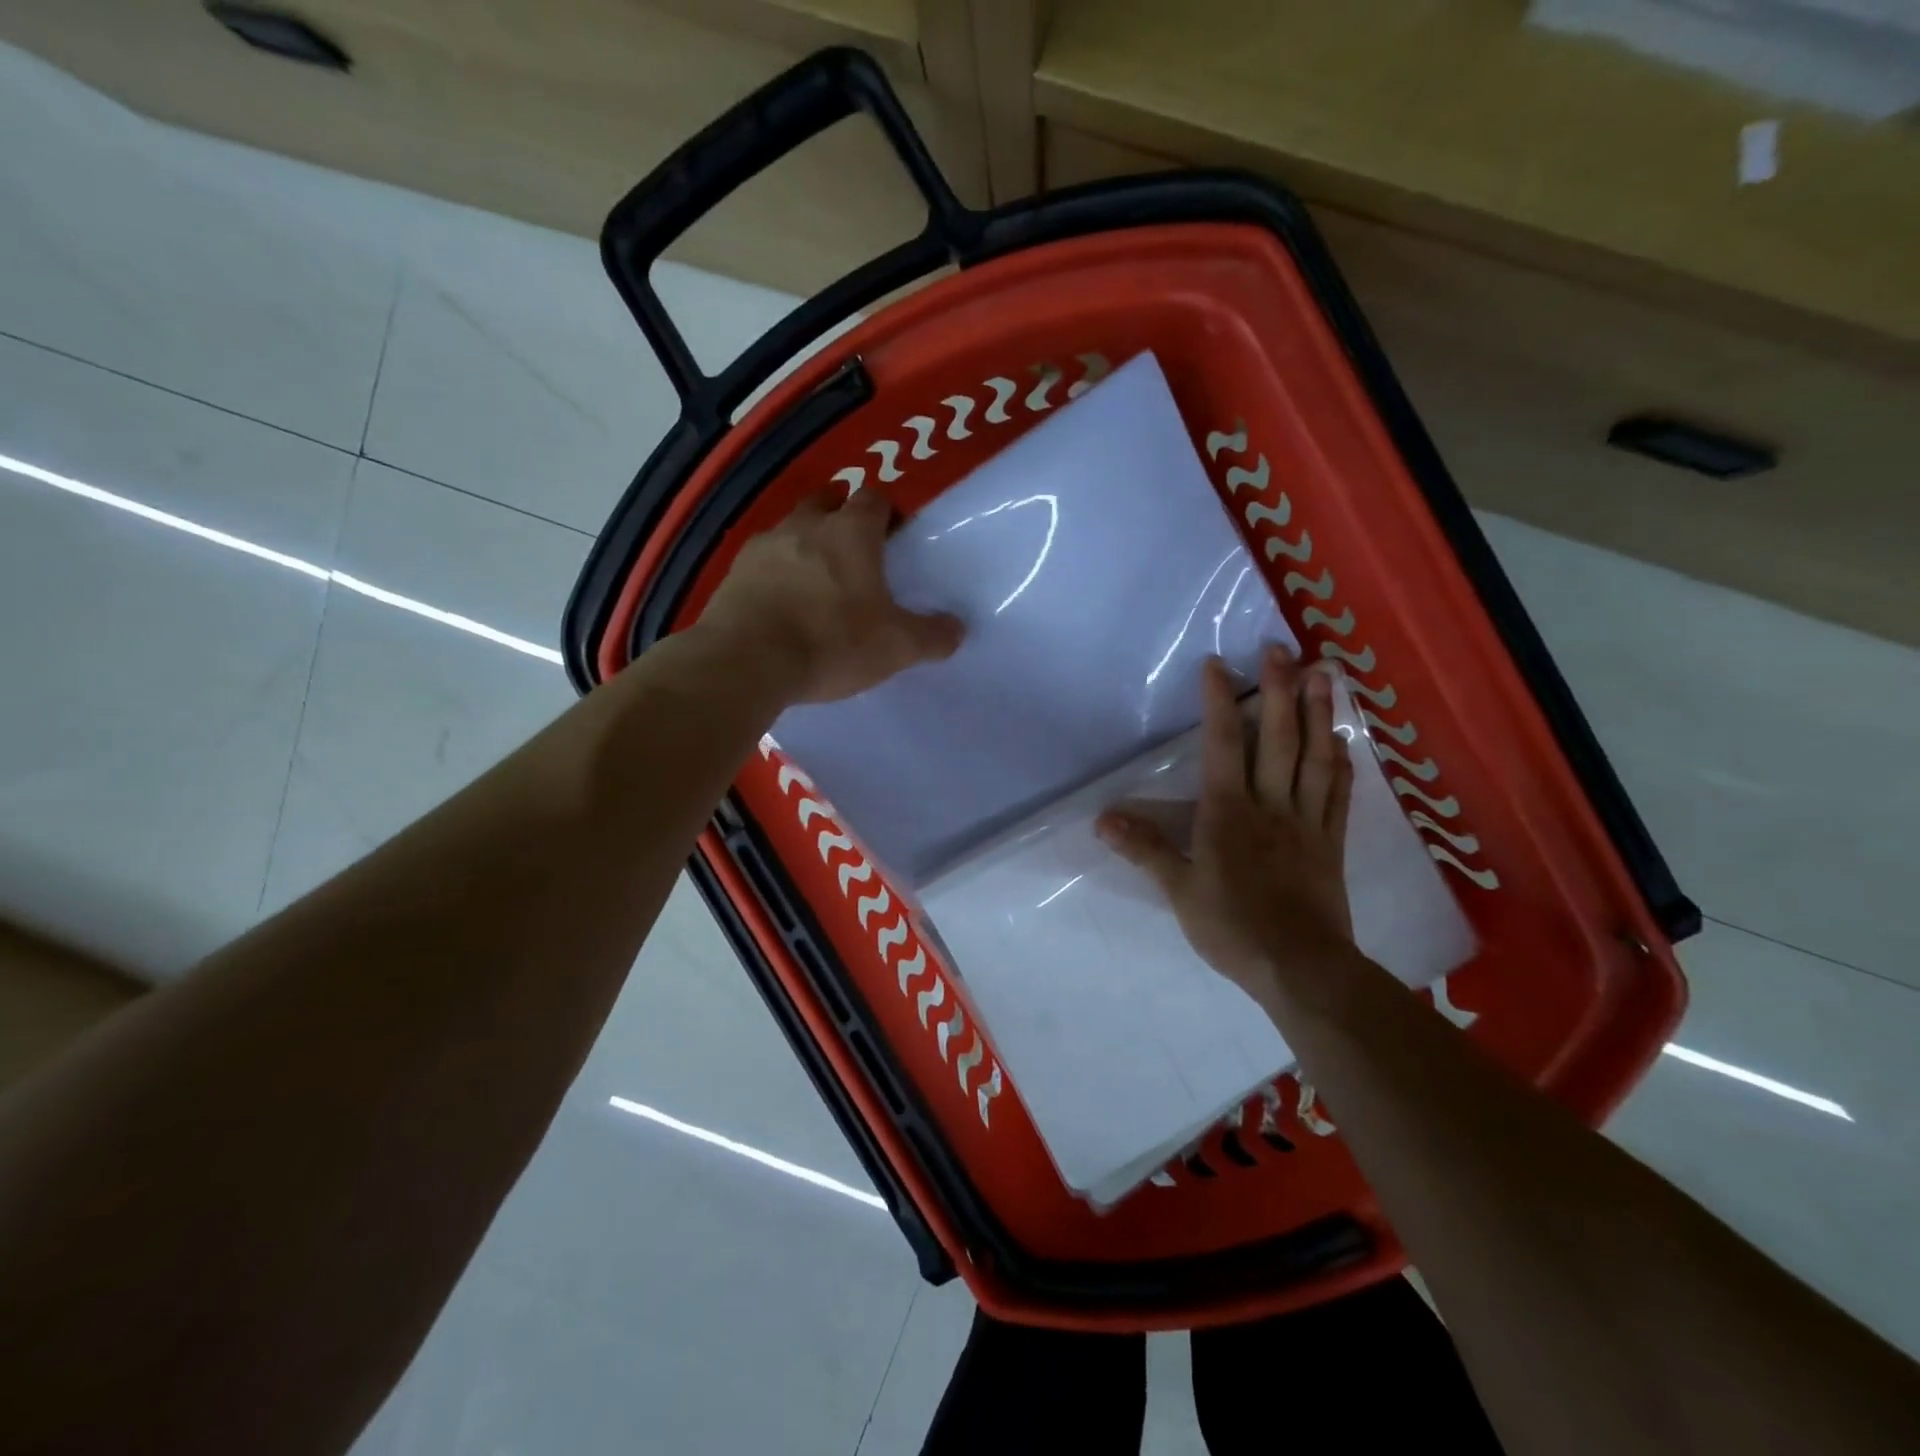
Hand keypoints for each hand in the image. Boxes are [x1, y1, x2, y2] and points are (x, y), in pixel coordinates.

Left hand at [701, 487, 964, 703]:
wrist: (747, 660)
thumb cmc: (832, 642)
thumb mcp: (895, 647)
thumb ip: (931, 636)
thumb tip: (957, 629)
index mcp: (851, 532)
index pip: (874, 498)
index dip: (886, 512)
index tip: (893, 536)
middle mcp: (806, 525)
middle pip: (826, 501)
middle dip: (841, 516)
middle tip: (854, 551)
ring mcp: (764, 545)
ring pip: (790, 529)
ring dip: (805, 543)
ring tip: (815, 580)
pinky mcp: (734, 572)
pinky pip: (762, 561)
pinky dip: (774, 572)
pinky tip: (781, 602)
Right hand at [1097, 647, 1355, 1010]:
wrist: (1300, 967)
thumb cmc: (1233, 927)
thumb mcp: (1178, 891)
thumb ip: (1144, 849)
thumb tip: (1102, 818)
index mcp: (1228, 813)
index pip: (1222, 746)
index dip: (1219, 702)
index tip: (1218, 664)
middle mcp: (1270, 804)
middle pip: (1277, 739)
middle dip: (1278, 690)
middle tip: (1282, 649)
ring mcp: (1306, 820)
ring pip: (1315, 756)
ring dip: (1319, 712)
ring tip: (1324, 674)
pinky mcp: (1331, 841)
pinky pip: (1338, 791)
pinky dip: (1341, 759)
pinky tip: (1344, 738)